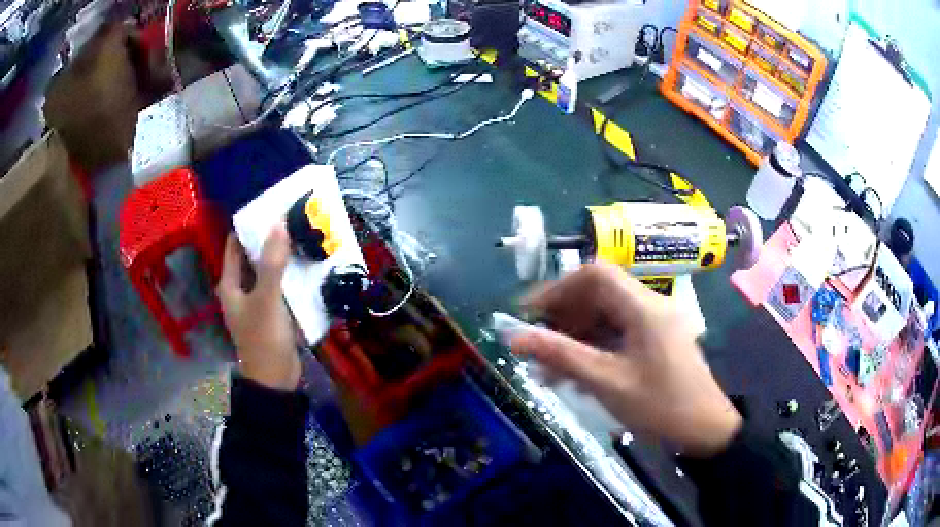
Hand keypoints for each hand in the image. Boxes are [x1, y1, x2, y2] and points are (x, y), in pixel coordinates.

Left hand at [217, 226, 300, 390]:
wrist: (276, 380)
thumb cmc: (263, 339)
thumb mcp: (267, 299)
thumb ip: (272, 264)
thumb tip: (278, 224)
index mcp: (230, 284)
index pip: (234, 245)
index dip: (248, 226)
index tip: (269, 209)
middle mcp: (241, 290)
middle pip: (252, 257)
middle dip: (269, 240)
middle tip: (291, 220)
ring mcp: (257, 302)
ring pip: (269, 272)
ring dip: (282, 258)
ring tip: (302, 237)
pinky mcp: (273, 313)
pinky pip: (281, 287)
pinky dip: (291, 276)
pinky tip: (307, 267)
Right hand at [511, 263, 741, 456]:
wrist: (704, 429)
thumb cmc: (659, 405)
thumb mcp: (606, 382)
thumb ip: (561, 356)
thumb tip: (515, 338)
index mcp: (643, 307)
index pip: (595, 274)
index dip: (558, 288)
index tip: (530, 313)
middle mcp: (649, 306)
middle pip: (599, 294)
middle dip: (563, 316)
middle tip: (535, 343)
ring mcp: (654, 323)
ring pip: (606, 315)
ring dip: (575, 336)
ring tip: (548, 368)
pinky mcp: (655, 340)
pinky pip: (617, 333)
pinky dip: (593, 348)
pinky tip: (574, 374)